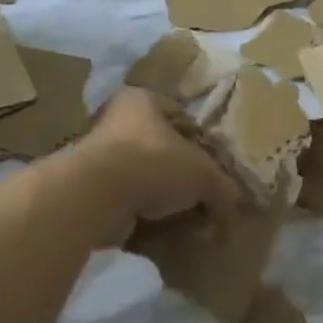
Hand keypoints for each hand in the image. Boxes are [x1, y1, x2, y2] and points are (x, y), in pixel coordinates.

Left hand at [73, 89, 241, 243]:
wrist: (97, 194)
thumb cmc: (154, 162)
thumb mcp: (202, 173)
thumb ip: (222, 185)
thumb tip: (234, 201)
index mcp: (142, 100)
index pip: (179, 113)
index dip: (199, 138)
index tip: (213, 163)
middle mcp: (116, 119)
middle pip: (158, 143)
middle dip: (178, 167)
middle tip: (200, 190)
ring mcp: (98, 154)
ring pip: (141, 171)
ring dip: (158, 190)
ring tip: (181, 211)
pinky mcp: (89, 186)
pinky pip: (125, 196)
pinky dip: (140, 208)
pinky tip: (158, 223)